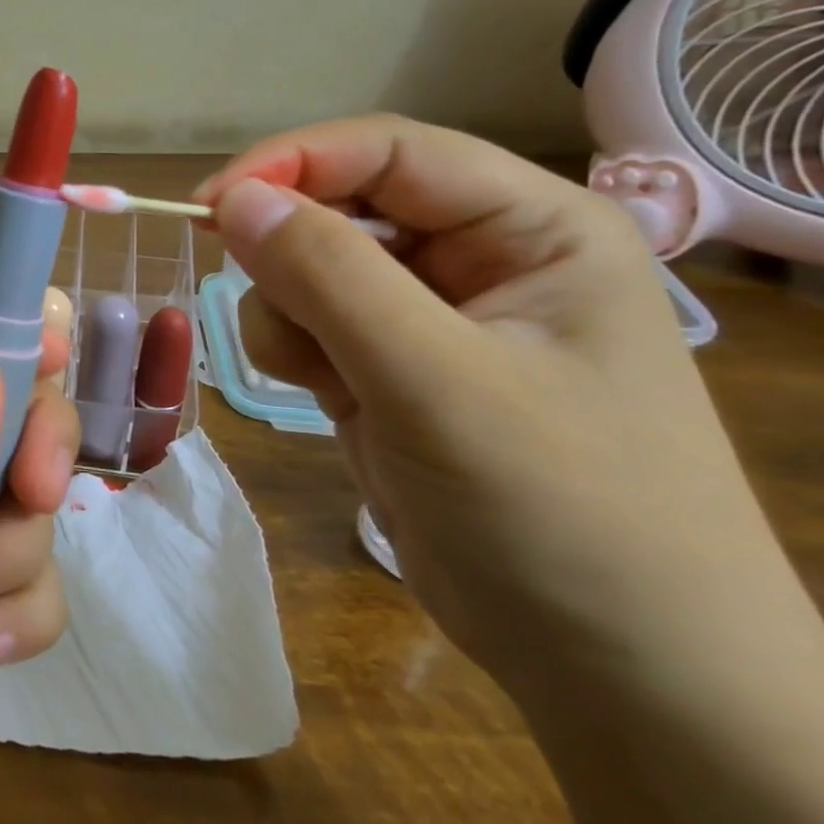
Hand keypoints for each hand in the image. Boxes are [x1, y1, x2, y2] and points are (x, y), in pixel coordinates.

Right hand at [192, 115, 812, 693]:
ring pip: (308, 267)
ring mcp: (429, 315)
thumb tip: (233, 198)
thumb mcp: (438, 382)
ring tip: (326, 380)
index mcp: (532, 226)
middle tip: (283, 321)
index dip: (292, 164)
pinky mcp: (388, 365)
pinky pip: (306, 322)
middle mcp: (480, 256)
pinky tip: (328, 398)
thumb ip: (330, 277)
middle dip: (291, 257)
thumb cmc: (560, 514)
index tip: (208, 207)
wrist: (615, 673)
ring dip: (289, 313)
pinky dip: (292, 350)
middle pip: (340, 207)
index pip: (388, 150)